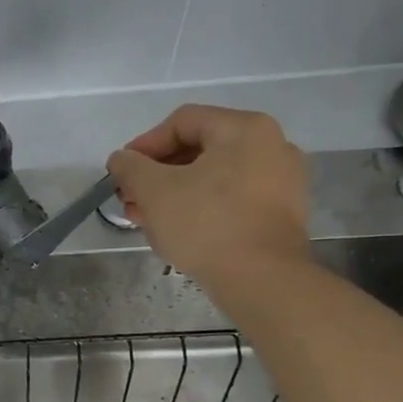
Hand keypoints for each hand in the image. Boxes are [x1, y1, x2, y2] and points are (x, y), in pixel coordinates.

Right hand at [106, 104, 309, 289]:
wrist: (261, 279)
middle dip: (156, 174)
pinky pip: (231, 198)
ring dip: (173, 192)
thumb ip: (130, 166)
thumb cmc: (205, 224)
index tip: (121, 172)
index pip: (182, 122)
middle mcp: (272, 145)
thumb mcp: (153, 190)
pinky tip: (176, 229)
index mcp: (244, 129)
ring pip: (213, 176)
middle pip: (198, 149)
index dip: (144, 144)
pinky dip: (200, 207)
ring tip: (145, 218)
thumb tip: (121, 159)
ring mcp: (282, 180)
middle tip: (130, 198)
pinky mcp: (281, 212)